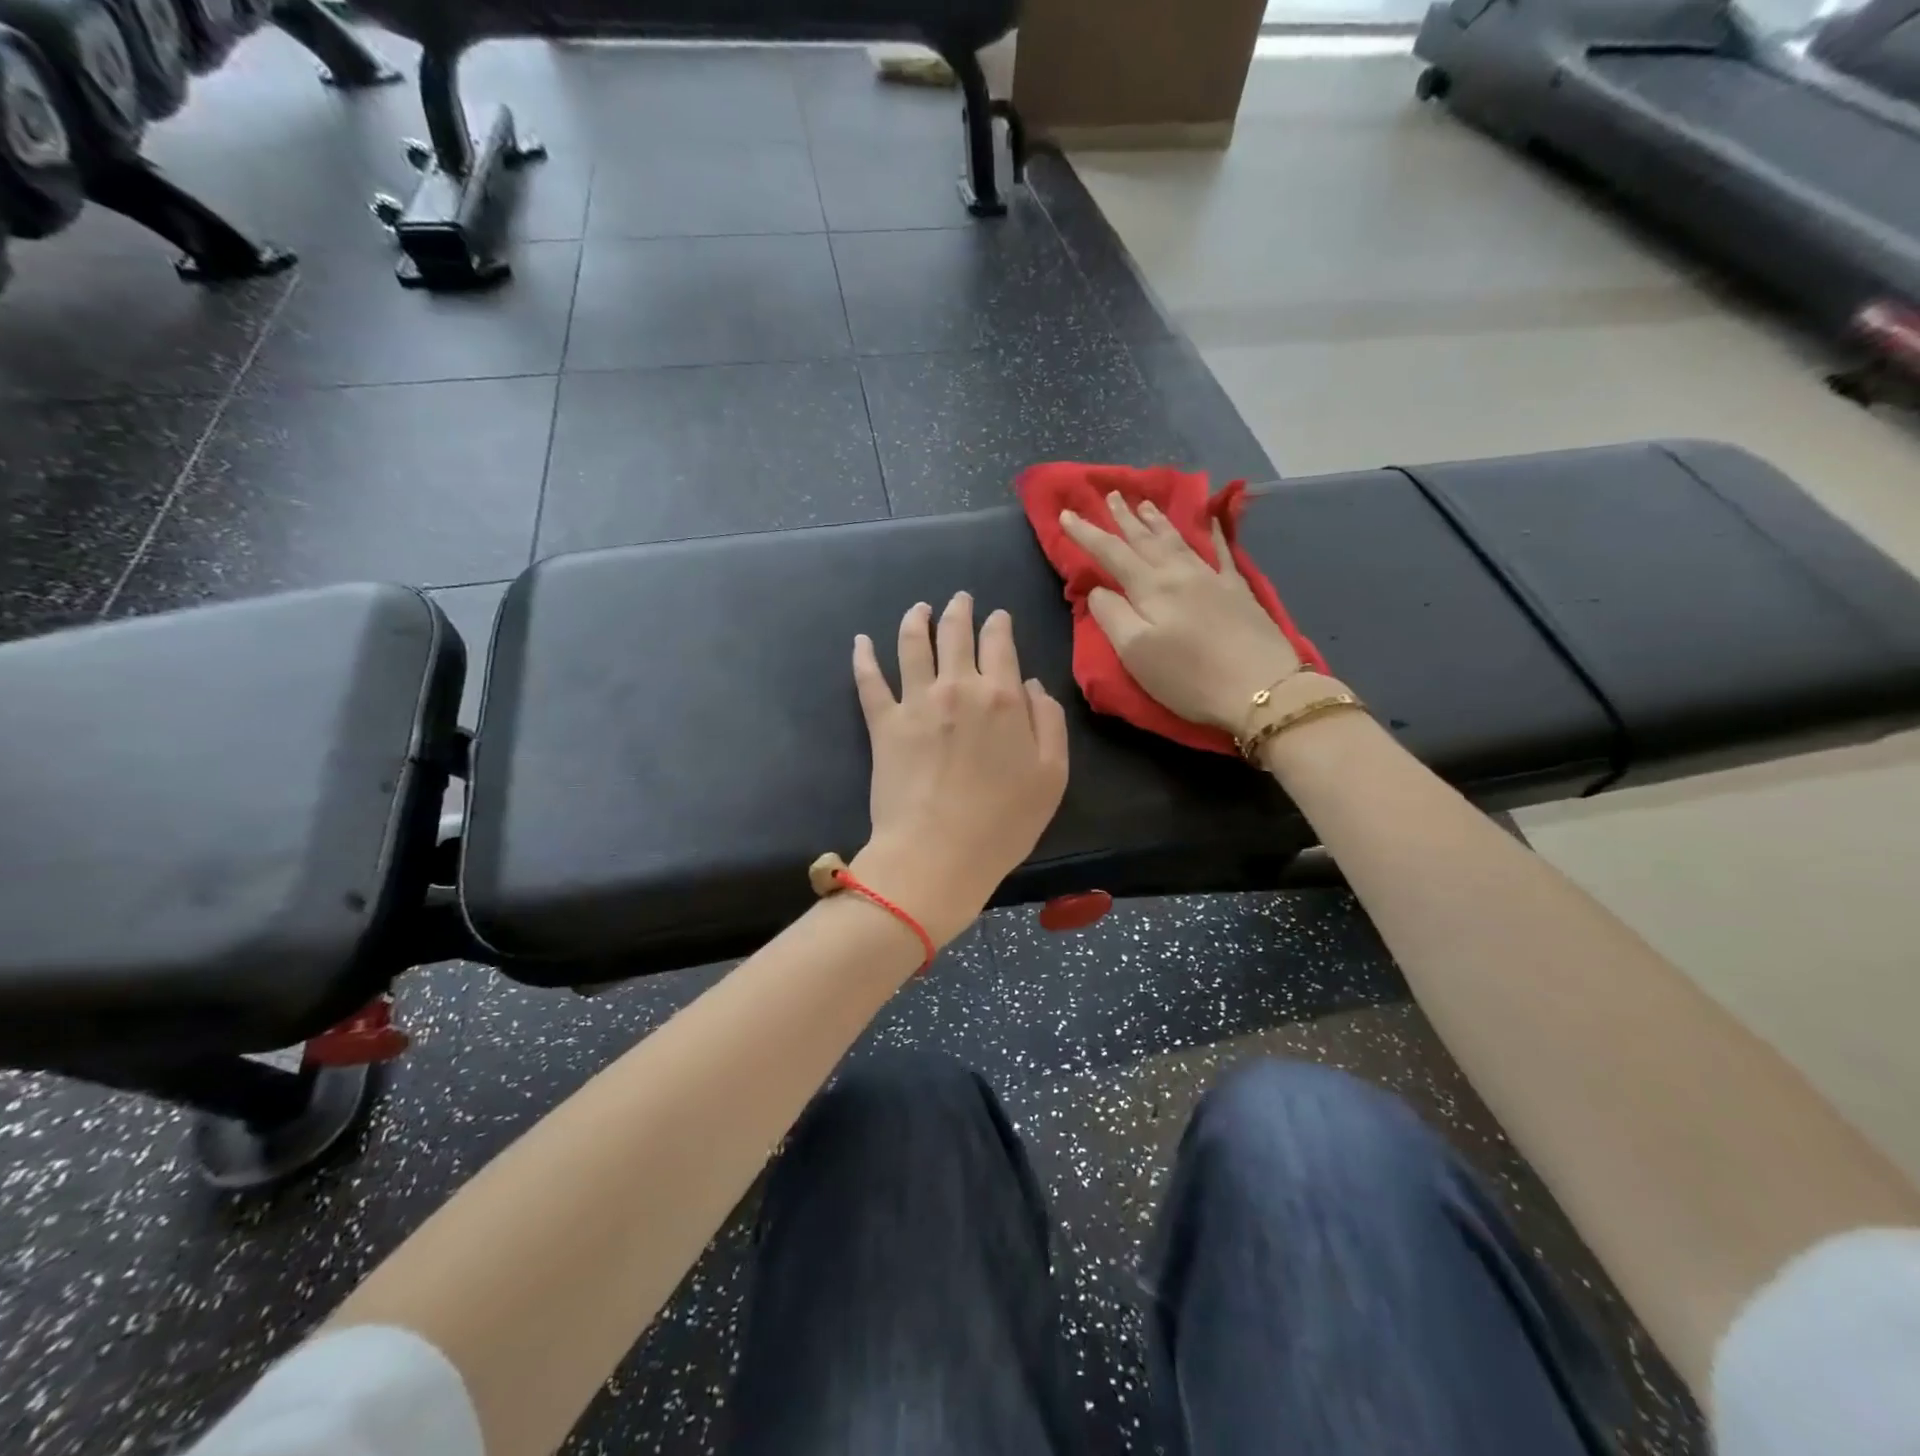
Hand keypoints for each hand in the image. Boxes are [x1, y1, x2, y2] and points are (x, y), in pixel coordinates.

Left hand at [850, 593, 1068, 945]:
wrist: (937, 855)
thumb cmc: (1003, 823)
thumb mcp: (1052, 776)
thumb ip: (1049, 723)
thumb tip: (1032, 686)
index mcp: (1002, 696)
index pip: (1000, 644)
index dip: (999, 624)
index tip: (998, 616)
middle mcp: (957, 687)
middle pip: (956, 634)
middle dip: (960, 610)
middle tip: (960, 598)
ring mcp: (916, 702)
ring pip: (913, 644)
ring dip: (916, 619)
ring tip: (919, 608)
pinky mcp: (883, 724)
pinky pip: (869, 681)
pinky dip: (863, 657)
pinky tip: (861, 641)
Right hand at [1060, 493, 1303, 734]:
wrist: (1261, 687)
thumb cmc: (1188, 676)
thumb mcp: (1135, 652)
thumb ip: (1111, 615)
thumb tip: (1098, 590)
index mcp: (1150, 588)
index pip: (1110, 553)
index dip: (1086, 533)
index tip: (1066, 513)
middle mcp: (1179, 573)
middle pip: (1145, 539)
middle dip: (1124, 517)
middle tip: (1111, 493)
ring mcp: (1212, 578)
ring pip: (1178, 540)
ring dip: (1157, 521)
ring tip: (1145, 503)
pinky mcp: (1238, 591)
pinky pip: (1221, 550)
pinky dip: (1212, 532)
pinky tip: (1210, 520)